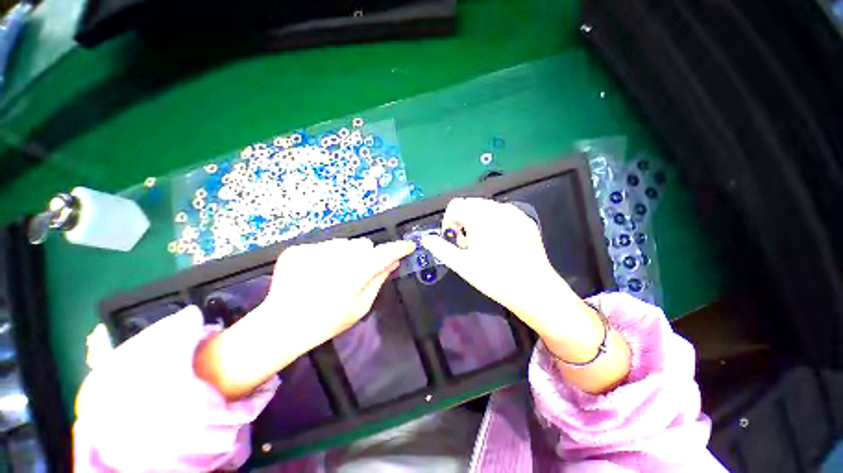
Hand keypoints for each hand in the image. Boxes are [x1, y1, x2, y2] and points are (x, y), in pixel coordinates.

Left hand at [195, 238, 413, 399]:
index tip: (408, 246)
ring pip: (344, 243)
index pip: (384, 253)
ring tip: (333, 274)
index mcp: (354, 273)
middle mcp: (336, 257)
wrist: (281, 325)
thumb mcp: (360, 307)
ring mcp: (314, 250)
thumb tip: (392, 262)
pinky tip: (315, 273)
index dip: (399, 248)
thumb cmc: (327, 322)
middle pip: (364, 244)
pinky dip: (325, 256)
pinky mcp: (298, 249)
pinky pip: (323, 246)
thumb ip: (378, 280)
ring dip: (346, 255)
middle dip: (367, 256)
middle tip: (358, 273)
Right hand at [420, 198, 575, 329]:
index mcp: (481, 216)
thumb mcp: (463, 265)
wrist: (535, 290)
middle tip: (468, 245)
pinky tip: (499, 243)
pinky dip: (493, 223)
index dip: (449, 221)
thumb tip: (426, 239)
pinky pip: (501, 213)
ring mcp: (514, 212)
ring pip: (485, 208)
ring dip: (477, 221)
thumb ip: (441, 249)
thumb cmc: (495, 278)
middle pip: (470, 204)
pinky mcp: (525, 220)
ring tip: (483, 244)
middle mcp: (498, 208)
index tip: (454, 240)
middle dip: (463, 221)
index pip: (455, 205)